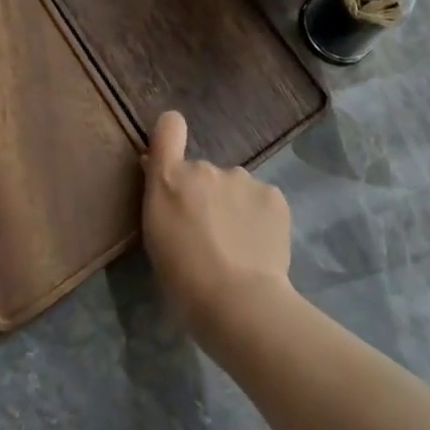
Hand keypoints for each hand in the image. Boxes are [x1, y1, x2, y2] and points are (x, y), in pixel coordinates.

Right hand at [142, 110, 293, 344]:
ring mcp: (243, 179)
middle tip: (208, 235)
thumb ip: (160, 198)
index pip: (169, 127)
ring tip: (237, 247)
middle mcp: (205, 167)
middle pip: (204, 173)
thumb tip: (163, 176)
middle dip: (205, 195)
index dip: (171, 134)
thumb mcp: (155, 237)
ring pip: (235, 187)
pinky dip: (260, 218)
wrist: (237, 301)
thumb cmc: (183, 277)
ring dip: (234, 206)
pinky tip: (259, 247)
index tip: (172, 151)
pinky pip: (262, 201)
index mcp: (169, 178)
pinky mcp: (274, 196)